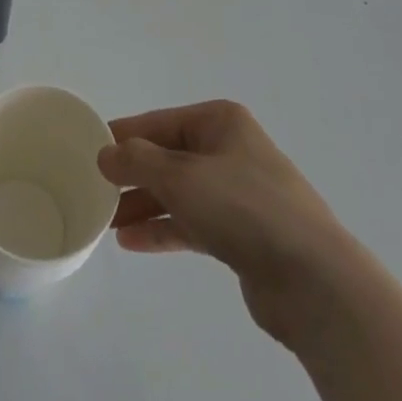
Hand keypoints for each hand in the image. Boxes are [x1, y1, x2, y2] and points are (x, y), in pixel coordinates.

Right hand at [98, 100, 359, 345]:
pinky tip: (132, 243)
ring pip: (179, 192)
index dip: (125, 136)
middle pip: (169, 157)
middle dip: (133, 175)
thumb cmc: (243, 208)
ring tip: (106, 222)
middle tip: (95, 192)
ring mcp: (237, 193)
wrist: (312, 279)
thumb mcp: (181, 176)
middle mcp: (229, 150)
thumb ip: (138, 162)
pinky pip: (192, 222)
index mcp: (220, 121)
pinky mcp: (241, 234)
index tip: (89, 150)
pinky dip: (164, 229)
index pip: (160, 122)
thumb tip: (105, 153)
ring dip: (144, 205)